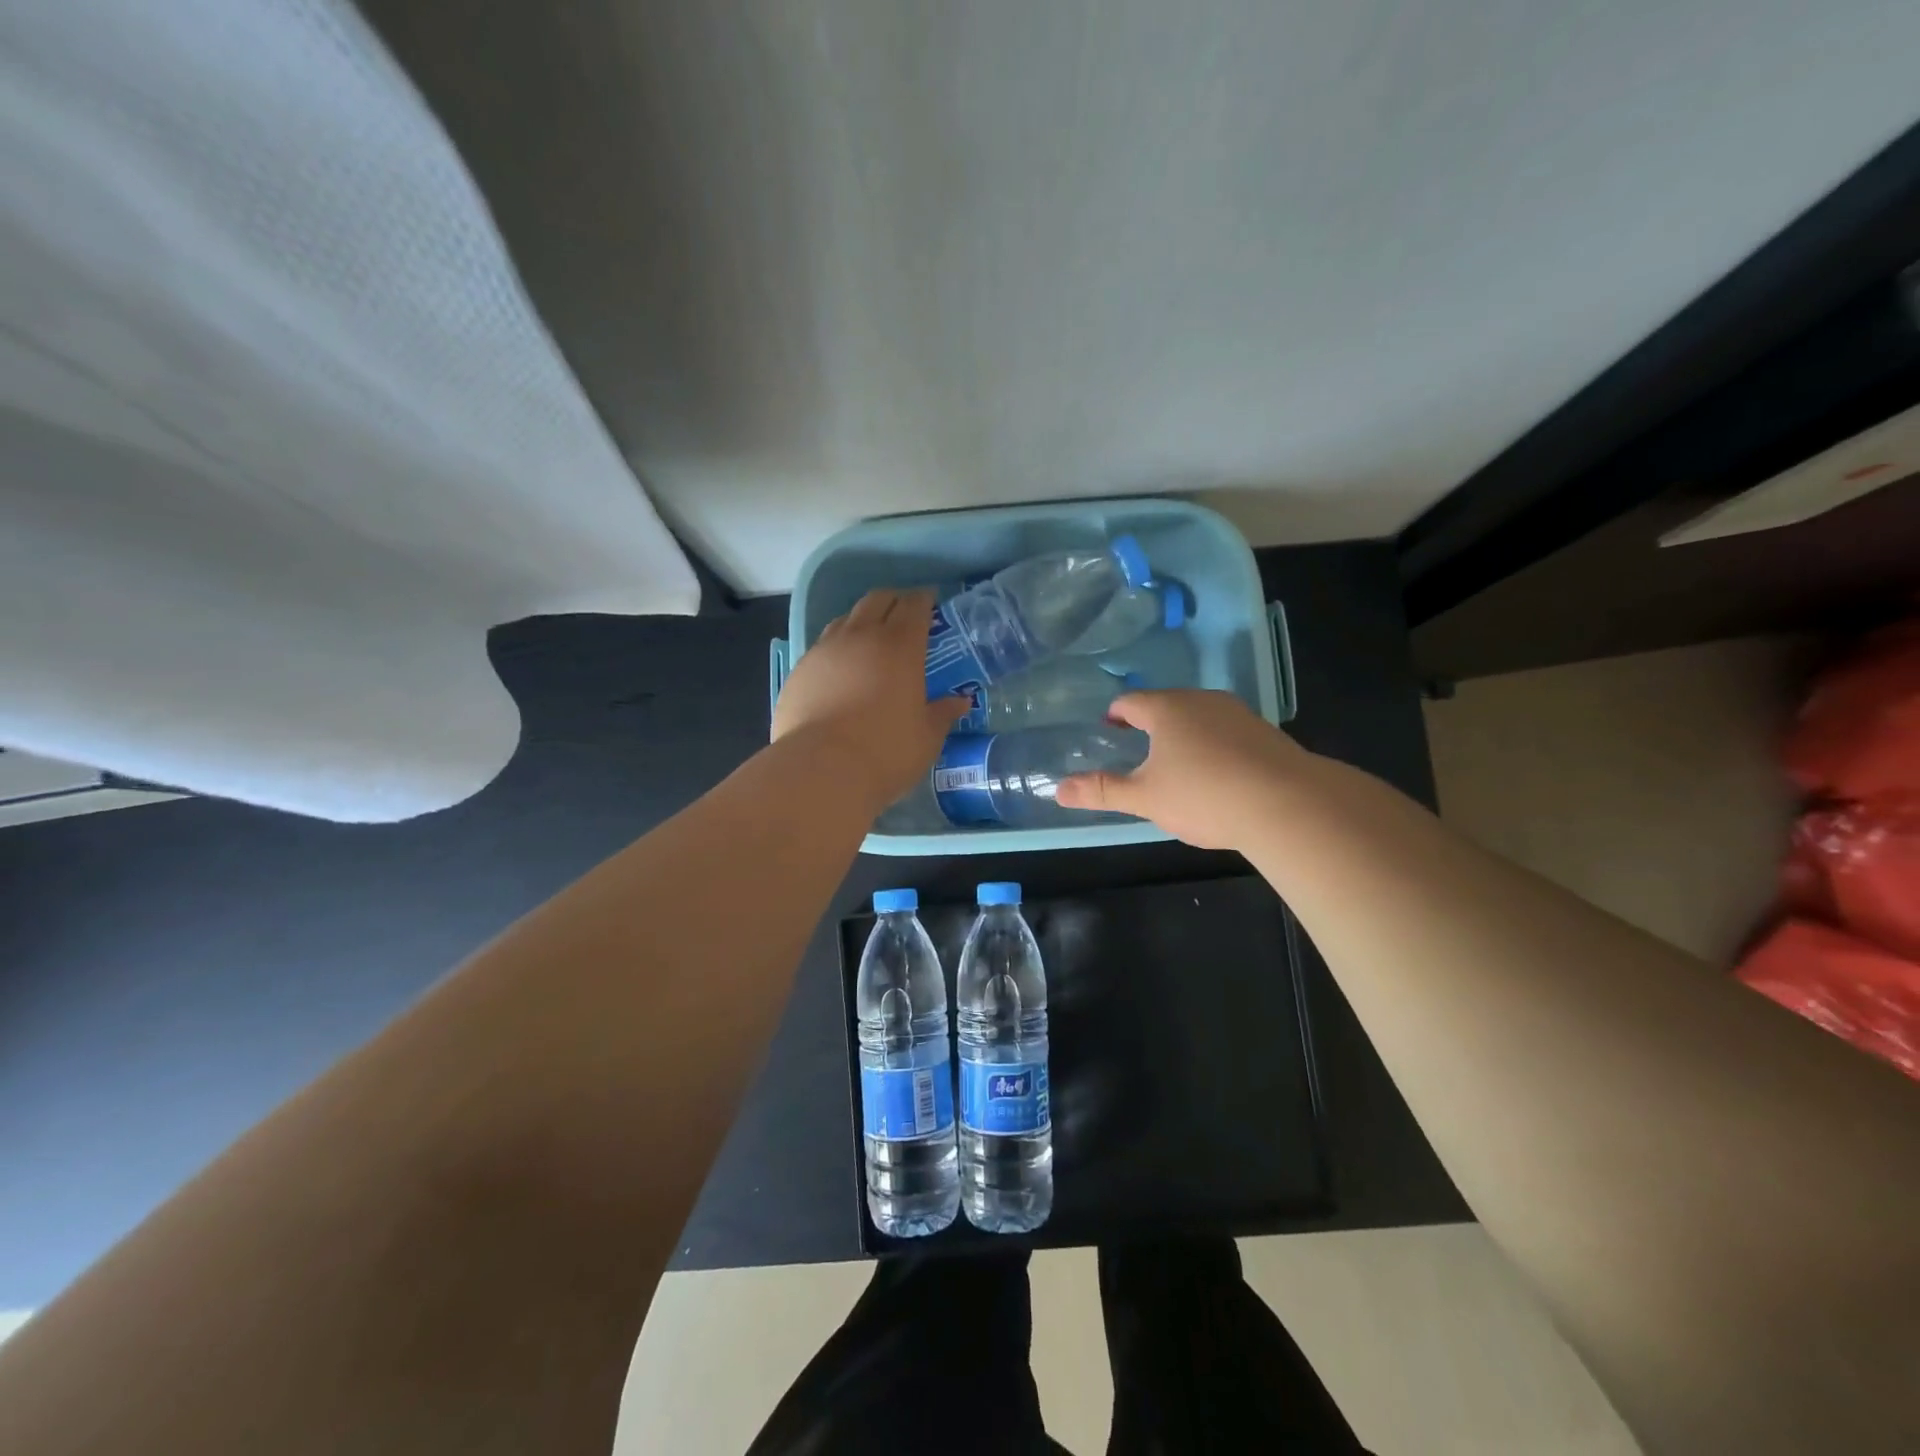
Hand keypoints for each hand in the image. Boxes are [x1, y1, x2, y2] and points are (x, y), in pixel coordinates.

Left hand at [772, 589, 971, 807]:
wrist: (821, 769)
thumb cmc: (886, 752)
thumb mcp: (926, 737)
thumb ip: (942, 714)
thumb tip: (960, 701)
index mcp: (901, 647)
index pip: (914, 607)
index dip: (924, 599)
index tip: (930, 600)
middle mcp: (862, 637)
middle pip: (877, 600)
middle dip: (893, 600)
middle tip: (903, 612)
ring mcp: (825, 650)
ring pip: (846, 618)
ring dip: (862, 619)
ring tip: (869, 636)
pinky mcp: (800, 670)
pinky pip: (822, 645)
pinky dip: (837, 647)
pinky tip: (840, 667)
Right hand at [1055, 689, 1313, 849]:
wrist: (1288, 804)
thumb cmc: (1204, 795)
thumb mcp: (1145, 798)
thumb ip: (1101, 791)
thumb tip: (1058, 790)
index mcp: (1167, 709)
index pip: (1131, 702)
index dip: (1116, 714)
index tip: (1109, 728)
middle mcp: (1202, 701)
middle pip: (1167, 704)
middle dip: (1150, 723)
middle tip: (1139, 747)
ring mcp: (1238, 714)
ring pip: (1200, 716)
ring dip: (1185, 733)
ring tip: (1178, 763)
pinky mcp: (1266, 732)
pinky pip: (1228, 732)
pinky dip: (1215, 746)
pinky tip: (1219, 774)